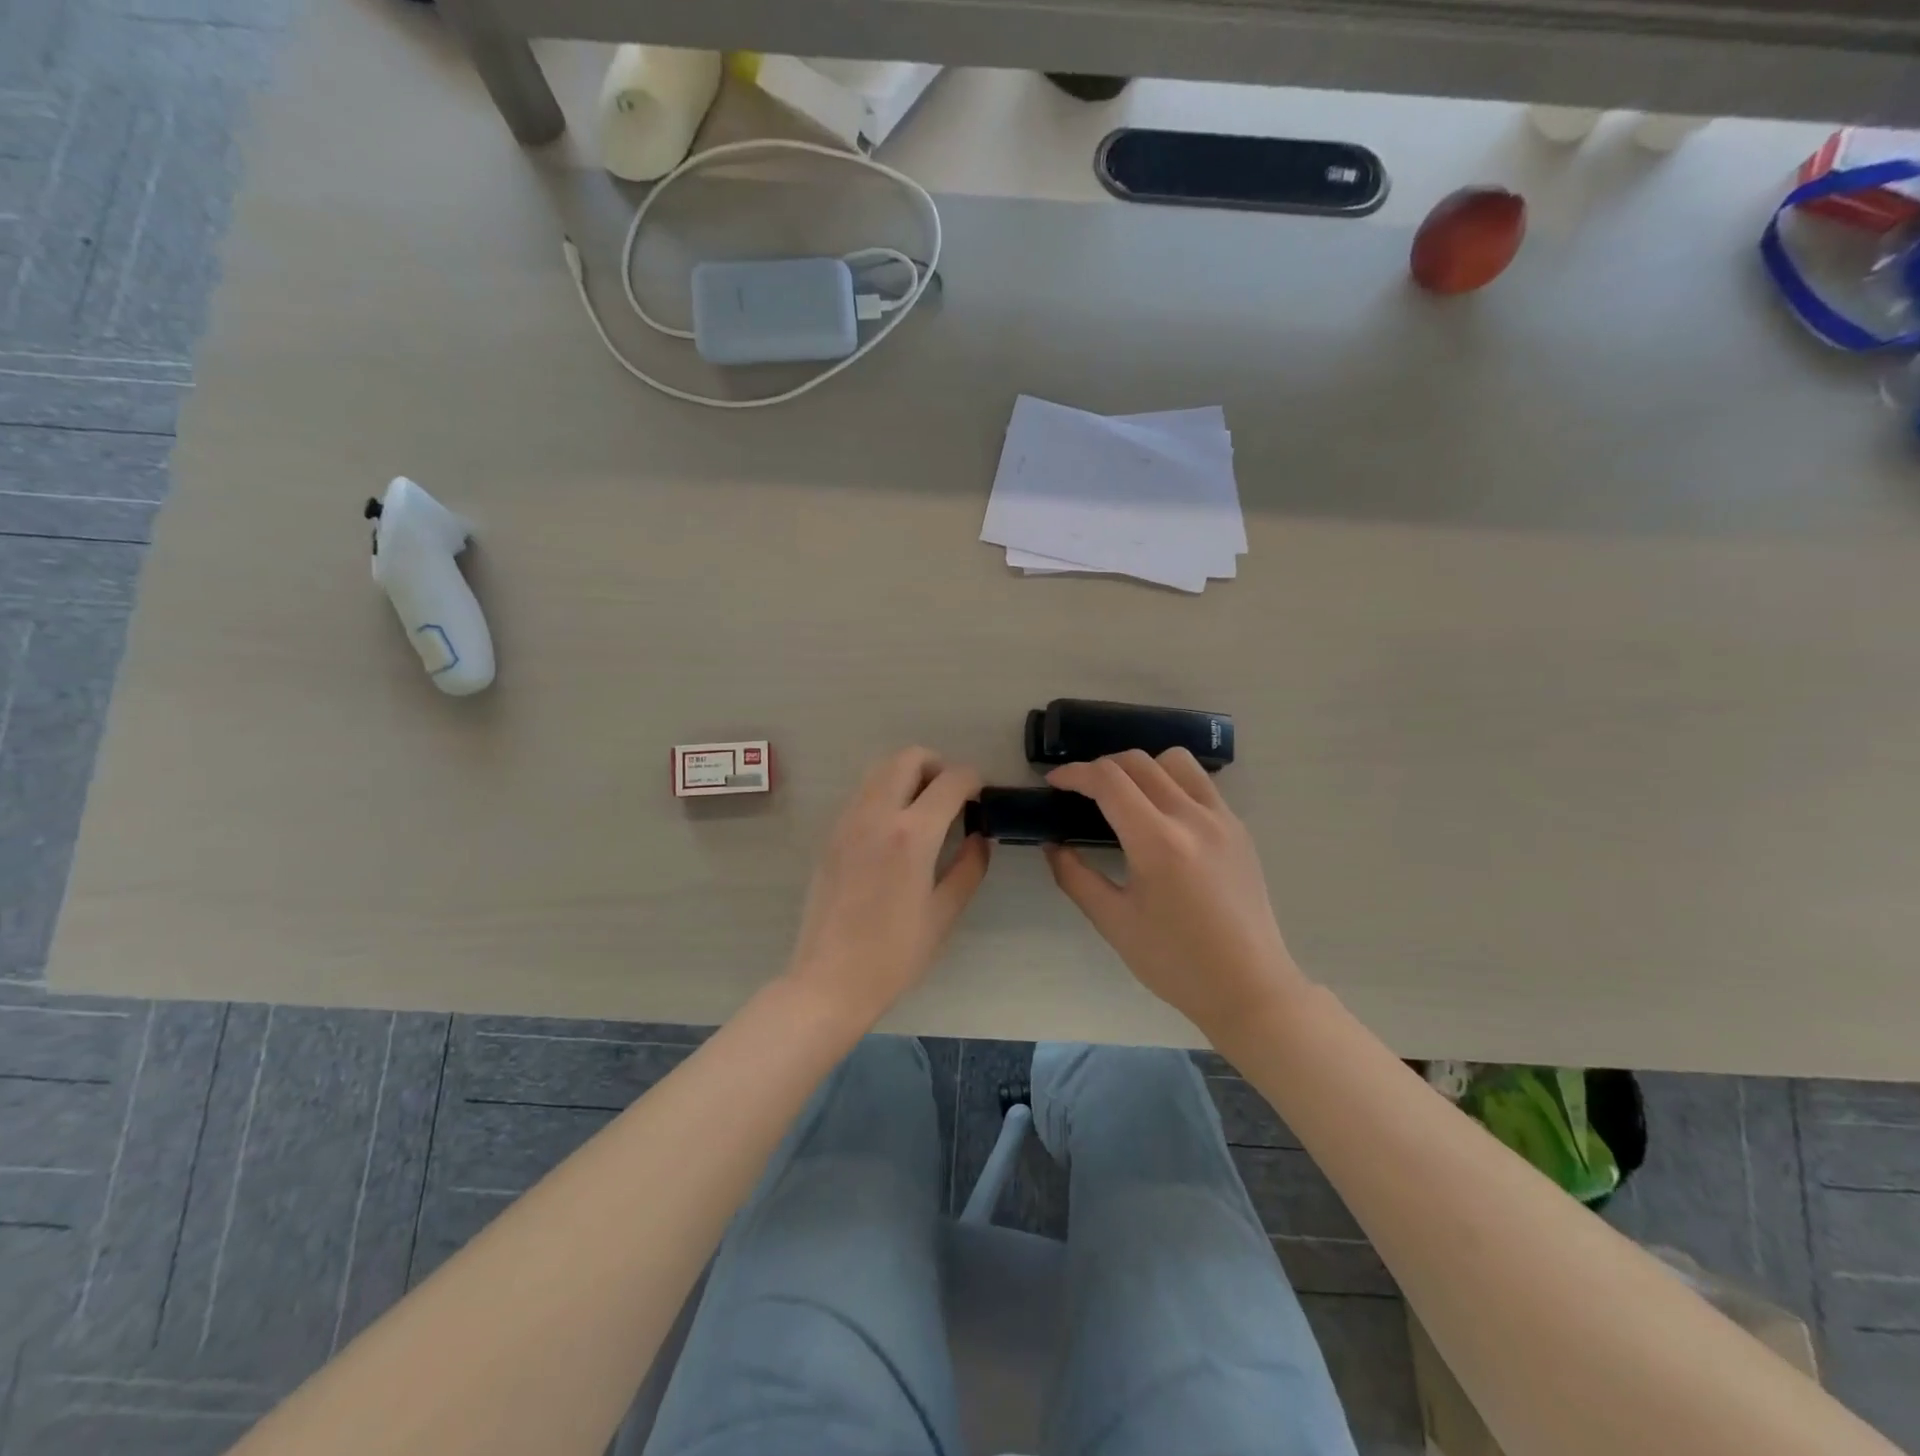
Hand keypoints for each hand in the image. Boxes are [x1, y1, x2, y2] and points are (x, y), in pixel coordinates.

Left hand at [786, 747, 990, 1028]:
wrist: (829, 980)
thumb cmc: (894, 955)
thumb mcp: (944, 914)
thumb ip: (968, 867)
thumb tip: (979, 837)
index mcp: (911, 835)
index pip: (950, 781)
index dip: (974, 780)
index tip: (982, 797)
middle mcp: (876, 815)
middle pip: (908, 757)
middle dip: (938, 766)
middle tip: (952, 797)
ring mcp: (848, 821)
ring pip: (880, 770)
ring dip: (908, 776)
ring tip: (925, 811)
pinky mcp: (831, 834)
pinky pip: (862, 794)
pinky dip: (885, 793)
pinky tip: (895, 831)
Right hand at [1044, 749, 1309, 1036]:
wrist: (1248, 987)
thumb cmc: (1174, 961)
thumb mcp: (1113, 922)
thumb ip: (1075, 877)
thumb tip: (1053, 844)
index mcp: (1157, 842)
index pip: (1108, 780)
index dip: (1074, 774)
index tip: (1054, 783)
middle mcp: (1192, 818)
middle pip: (1138, 762)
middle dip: (1101, 767)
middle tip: (1081, 792)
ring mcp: (1222, 819)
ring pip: (1175, 761)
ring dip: (1141, 767)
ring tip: (1125, 795)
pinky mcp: (1239, 829)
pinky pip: (1200, 783)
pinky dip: (1172, 782)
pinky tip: (1161, 814)